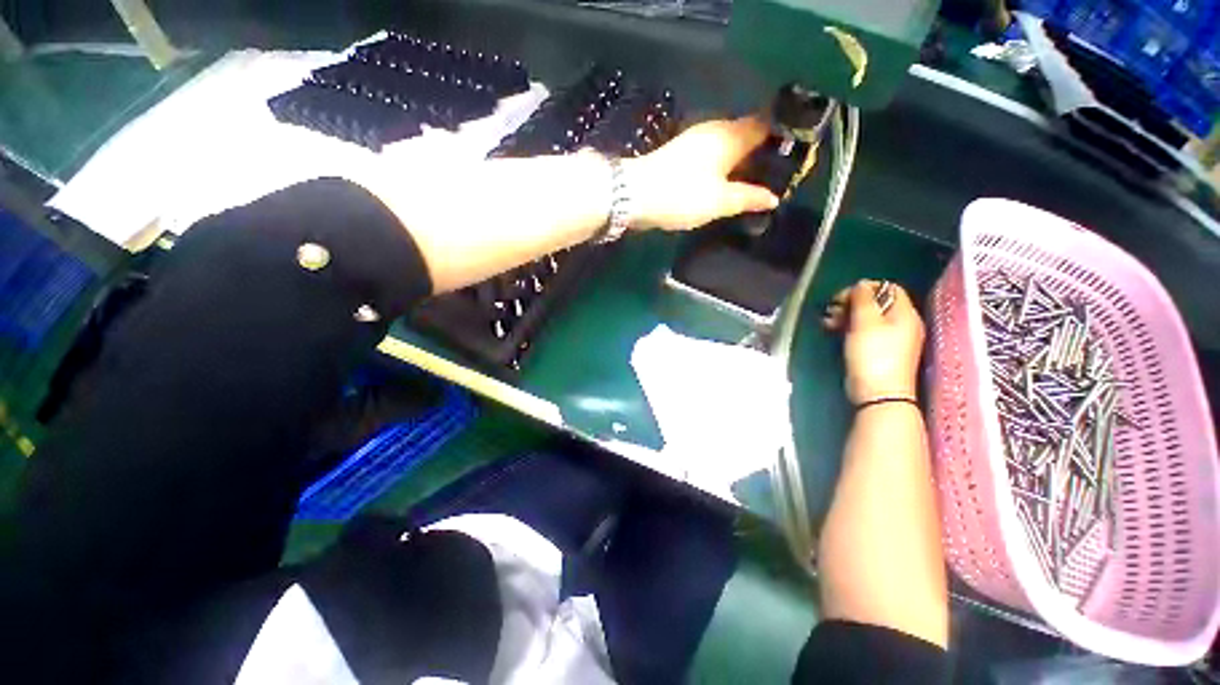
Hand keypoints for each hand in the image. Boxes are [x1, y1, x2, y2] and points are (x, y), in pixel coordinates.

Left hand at [625, 117, 779, 230]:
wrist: (635, 195)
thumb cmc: (682, 195)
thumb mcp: (719, 201)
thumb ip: (748, 198)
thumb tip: (773, 198)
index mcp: (730, 135)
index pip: (766, 125)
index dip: (783, 136)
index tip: (795, 153)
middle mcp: (715, 130)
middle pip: (747, 134)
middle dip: (763, 151)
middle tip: (778, 173)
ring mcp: (696, 140)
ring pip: (729, 145)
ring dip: (742, 160)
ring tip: (756, 181)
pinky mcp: (682, 154)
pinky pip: (713, 155)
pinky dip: (724, 166)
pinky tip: (728, 182)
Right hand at [822, 280, 924, 404]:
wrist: (878, 394)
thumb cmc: (873, 355)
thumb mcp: (866, 323)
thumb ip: (862, 300)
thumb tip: (860, 284)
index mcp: (904, 314)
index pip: (888, 288)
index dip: (864, 288)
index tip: (842, 297)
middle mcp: (902, 324)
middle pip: (877, 303)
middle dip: (851, 303)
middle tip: (832, 311)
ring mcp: (891, 339)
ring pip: (868, 318)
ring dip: (847, 316)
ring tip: (828, 323)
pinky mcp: (879, 351)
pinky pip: (865, 332)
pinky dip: (849, 329)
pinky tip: (834, 332)